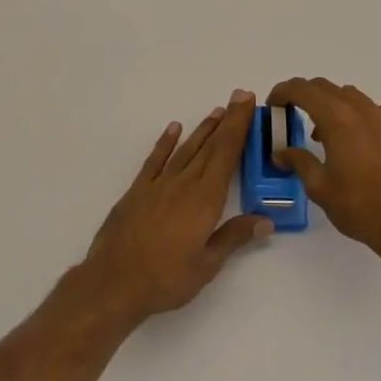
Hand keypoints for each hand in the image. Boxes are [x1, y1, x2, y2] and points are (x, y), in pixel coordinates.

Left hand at [78, 91, 272, 324]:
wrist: (114, 283)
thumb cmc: (166, 278)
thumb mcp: (207, 265)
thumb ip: (234, 237)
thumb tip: (266, 220)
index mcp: (205, 200)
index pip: (227, 155)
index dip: (239, 127)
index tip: (248, 103)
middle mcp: (184, 183)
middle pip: (210, 146)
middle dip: (227, 121)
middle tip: (240, 97)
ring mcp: (158, 184)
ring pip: (186, 149)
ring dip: (203, 129)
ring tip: (217, 112)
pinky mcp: (138, 190)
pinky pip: (156, 160)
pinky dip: (166, 142)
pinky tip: (174, 129)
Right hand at [266, 78, 380, 268]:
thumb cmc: (360, 208)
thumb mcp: (320, 188)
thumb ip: (298, 162)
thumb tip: (280, 151)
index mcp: (336, 119)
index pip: (302, 89)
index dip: (283, 91)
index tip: (274, 105)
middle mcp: (361, 109)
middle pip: (327, 88)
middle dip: (306, 97)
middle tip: (296, 117)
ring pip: (354, 96)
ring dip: (336, 106)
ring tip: (332, 133)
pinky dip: (373, 112)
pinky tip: (372, 132)